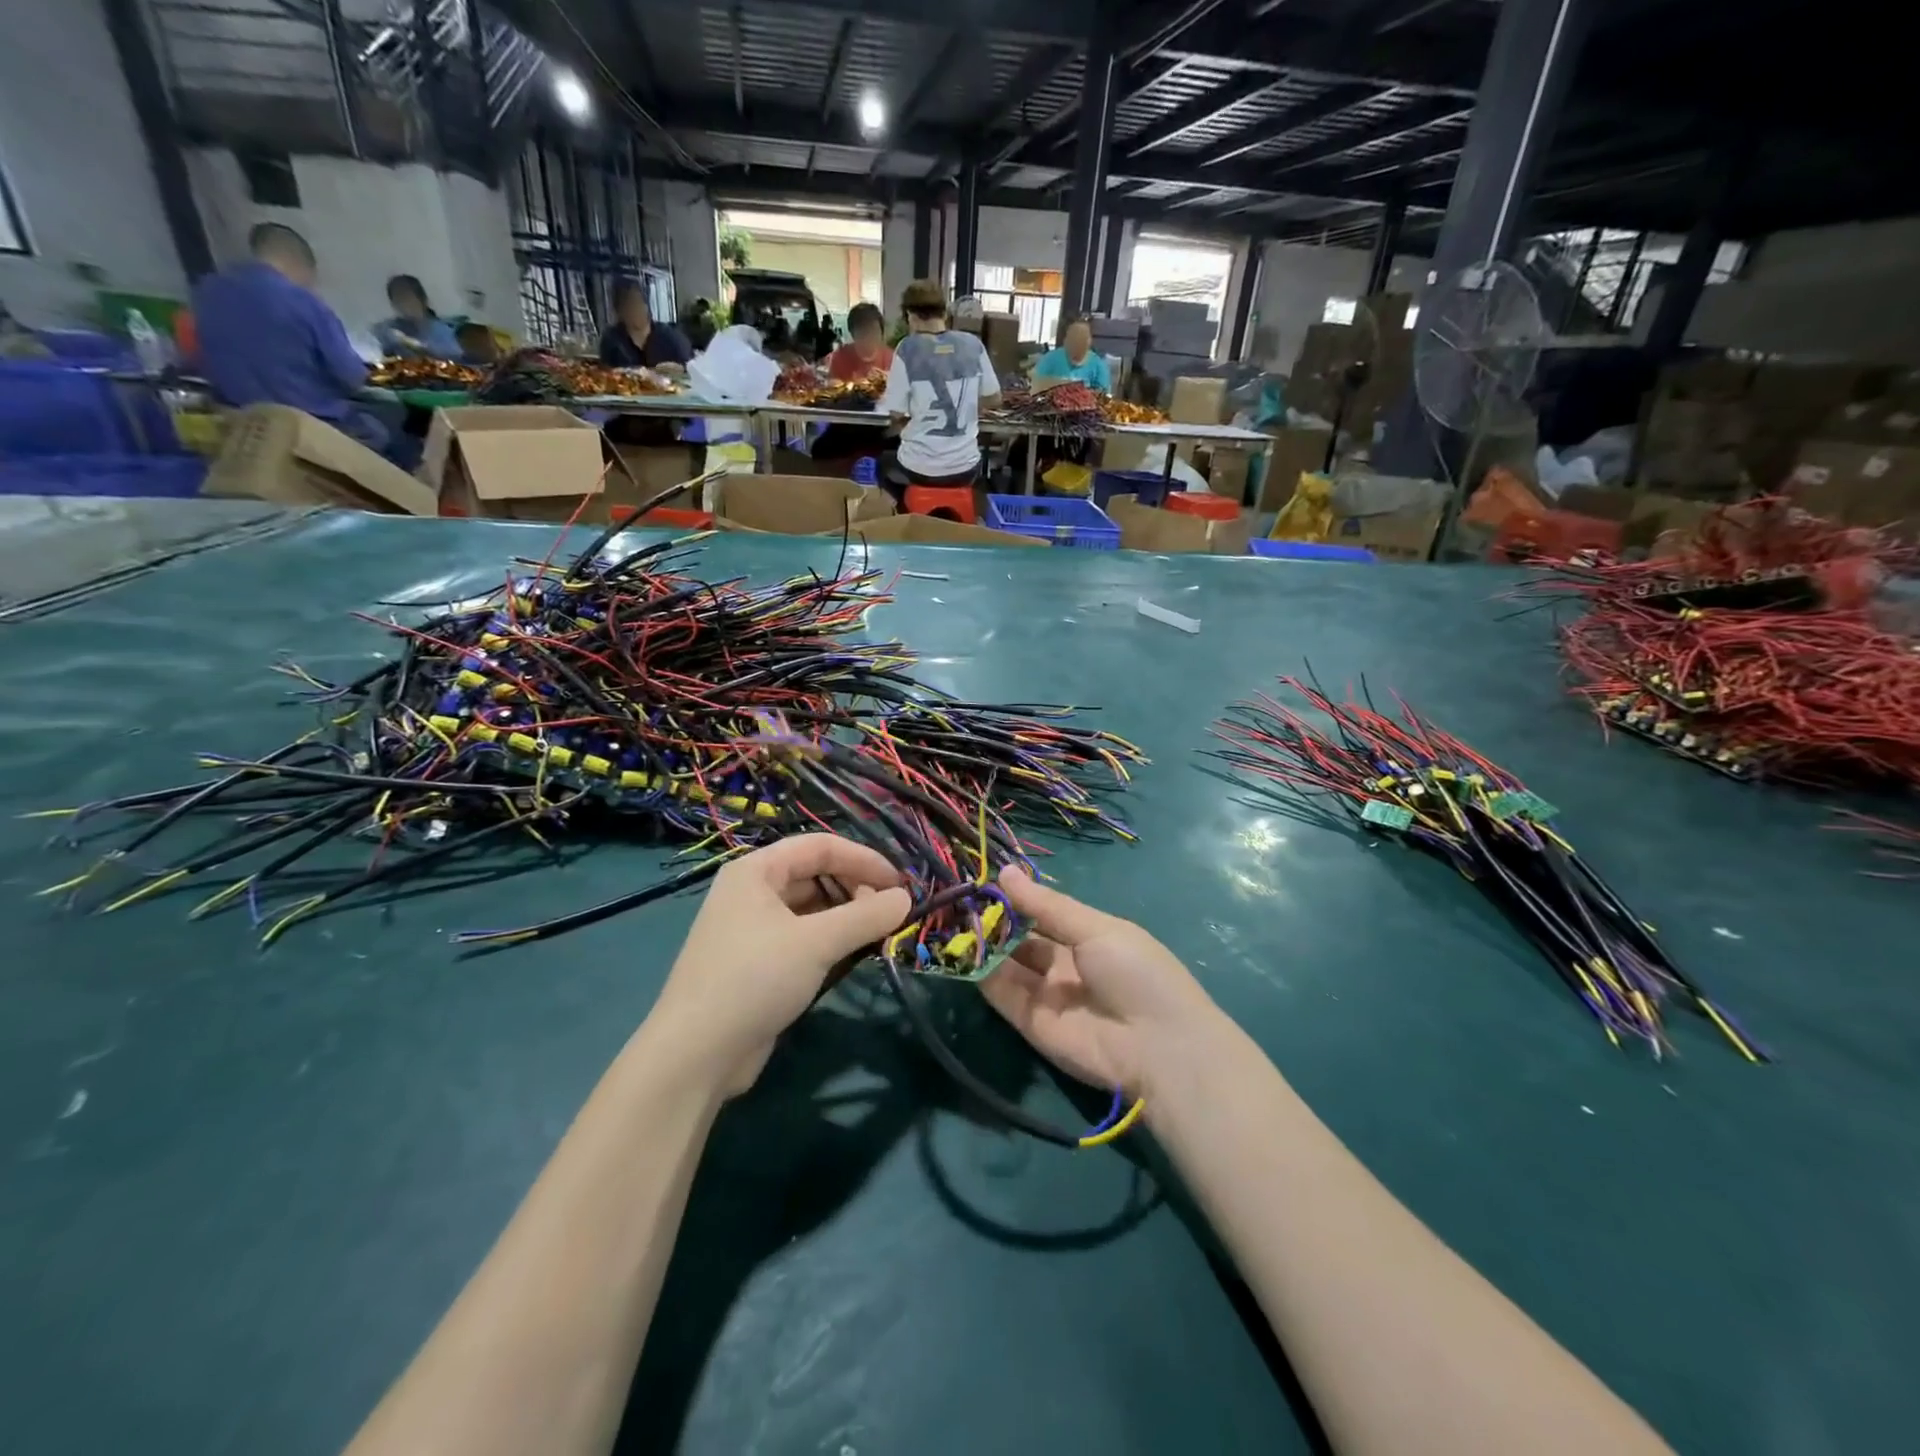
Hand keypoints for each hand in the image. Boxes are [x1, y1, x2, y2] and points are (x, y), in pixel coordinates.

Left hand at [648, 835, 910, 1094]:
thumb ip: (866, 916)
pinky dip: (829, 940)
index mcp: (756, 871)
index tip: (901, 883)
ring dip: (846, 916)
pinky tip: (851, 955)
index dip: (864, 860)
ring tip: (877, 934)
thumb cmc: (755, 979)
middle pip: (815, 874)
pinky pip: (802, 937)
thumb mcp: (817, 942)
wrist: (695, 1054)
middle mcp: (751, 891)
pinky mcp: (756, 963)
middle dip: (856, 888)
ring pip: (811, 908)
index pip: (820, 847)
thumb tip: (907, 898)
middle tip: (890, 912)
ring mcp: (751, 928)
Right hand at [982, 866, 1224, 1101]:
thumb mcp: (1095, 928)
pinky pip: (1001, 993)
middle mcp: (1063, 964)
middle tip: (959, 897)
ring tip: (950, 916)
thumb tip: (1004, 872)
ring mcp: (1045, 994)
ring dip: (982, 943)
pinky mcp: (1029, 1023)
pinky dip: (980, 972)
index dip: (1016, 898)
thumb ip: (1046, 905)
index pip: (1043, 913)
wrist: (1157, 1047)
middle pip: (1021, 939)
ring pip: (1006, 964)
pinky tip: (959, 947)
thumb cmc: (1135, 972)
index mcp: (1088, 937)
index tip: (984, 878)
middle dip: (994, 920)